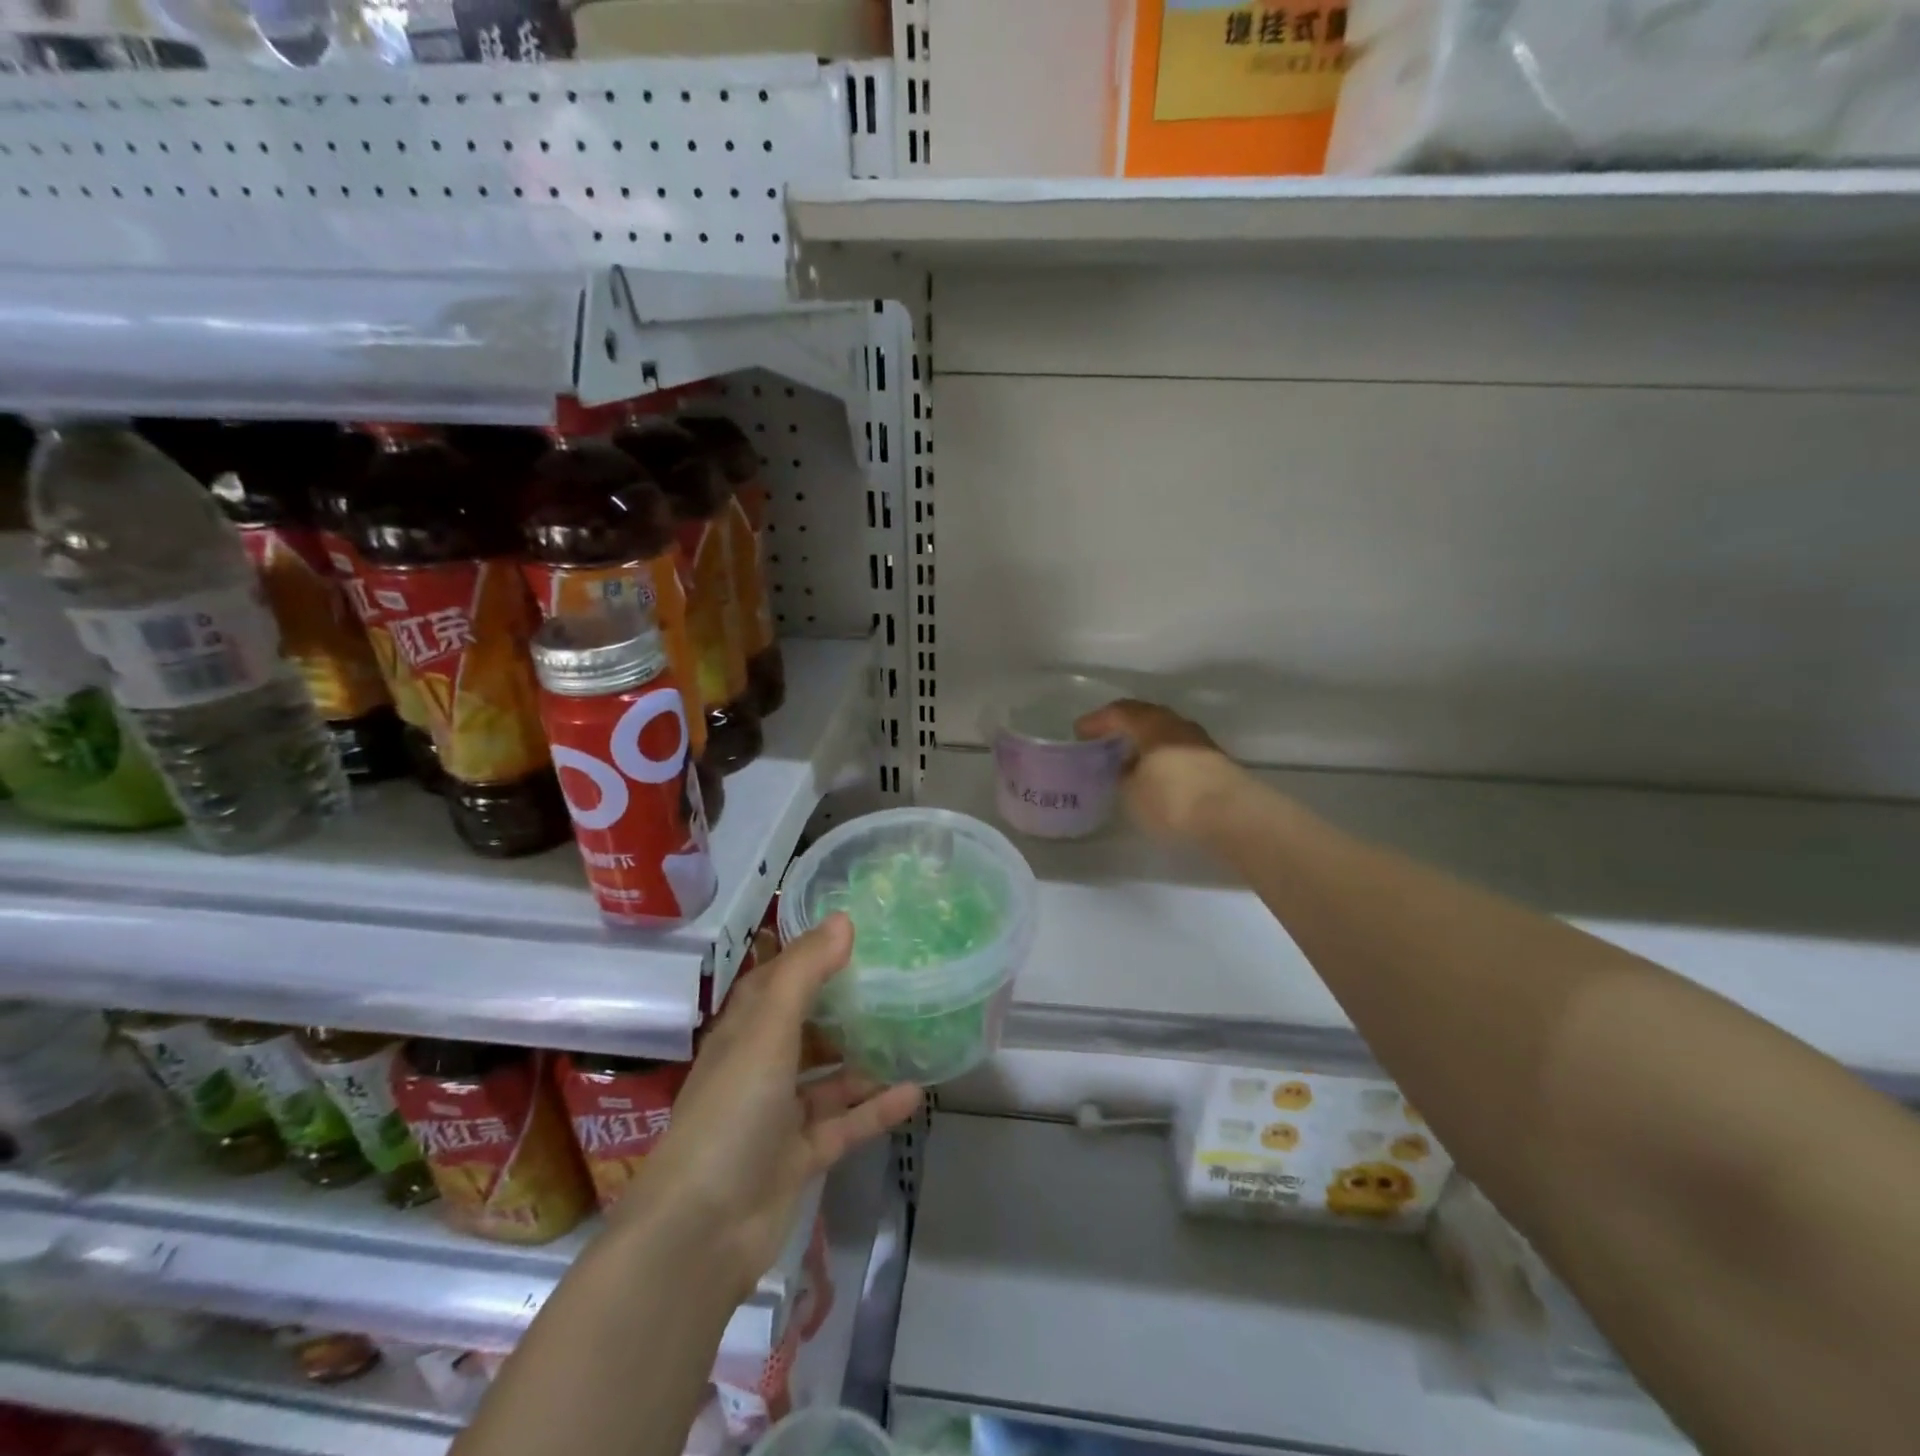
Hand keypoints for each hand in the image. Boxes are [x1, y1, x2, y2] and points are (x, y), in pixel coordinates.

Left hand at [616, 915, 921, 1301]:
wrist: (701, 1231)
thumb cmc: (732, 1112)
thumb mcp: (767, 1030)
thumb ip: (804, 974)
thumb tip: (843, 919)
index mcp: (744, 1031)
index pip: (778, 980)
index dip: (811, 956)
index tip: (857, 936)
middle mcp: (760, 1067)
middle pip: (807, 1027)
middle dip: (845, 1007)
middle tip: (897, 983)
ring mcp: (779, 1115)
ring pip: (829, 1077)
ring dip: (864, 1059)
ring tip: (912, 1033)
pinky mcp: (799, 1157)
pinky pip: (844, 1124)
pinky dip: (875, 1109)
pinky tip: (915, 1091)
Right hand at [1076, 698, 1240, 840]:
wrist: (1232, 816)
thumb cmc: (1172, 798)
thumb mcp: (1132, 792)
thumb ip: (1123, 776)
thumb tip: (1125, 770)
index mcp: (1152, 723)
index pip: (1119, 712)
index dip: (1097, 721)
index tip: (1080, 732)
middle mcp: (1177, 725)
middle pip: (1145, 718)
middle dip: (1124, 729)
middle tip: (1105, 741)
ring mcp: (1200, 743)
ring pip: (1165, 736)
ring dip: (1146, 745)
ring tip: (1130, 761)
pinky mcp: (1216, 764)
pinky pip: (1179, 753)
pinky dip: (1163, 760)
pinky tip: (1156, 777)